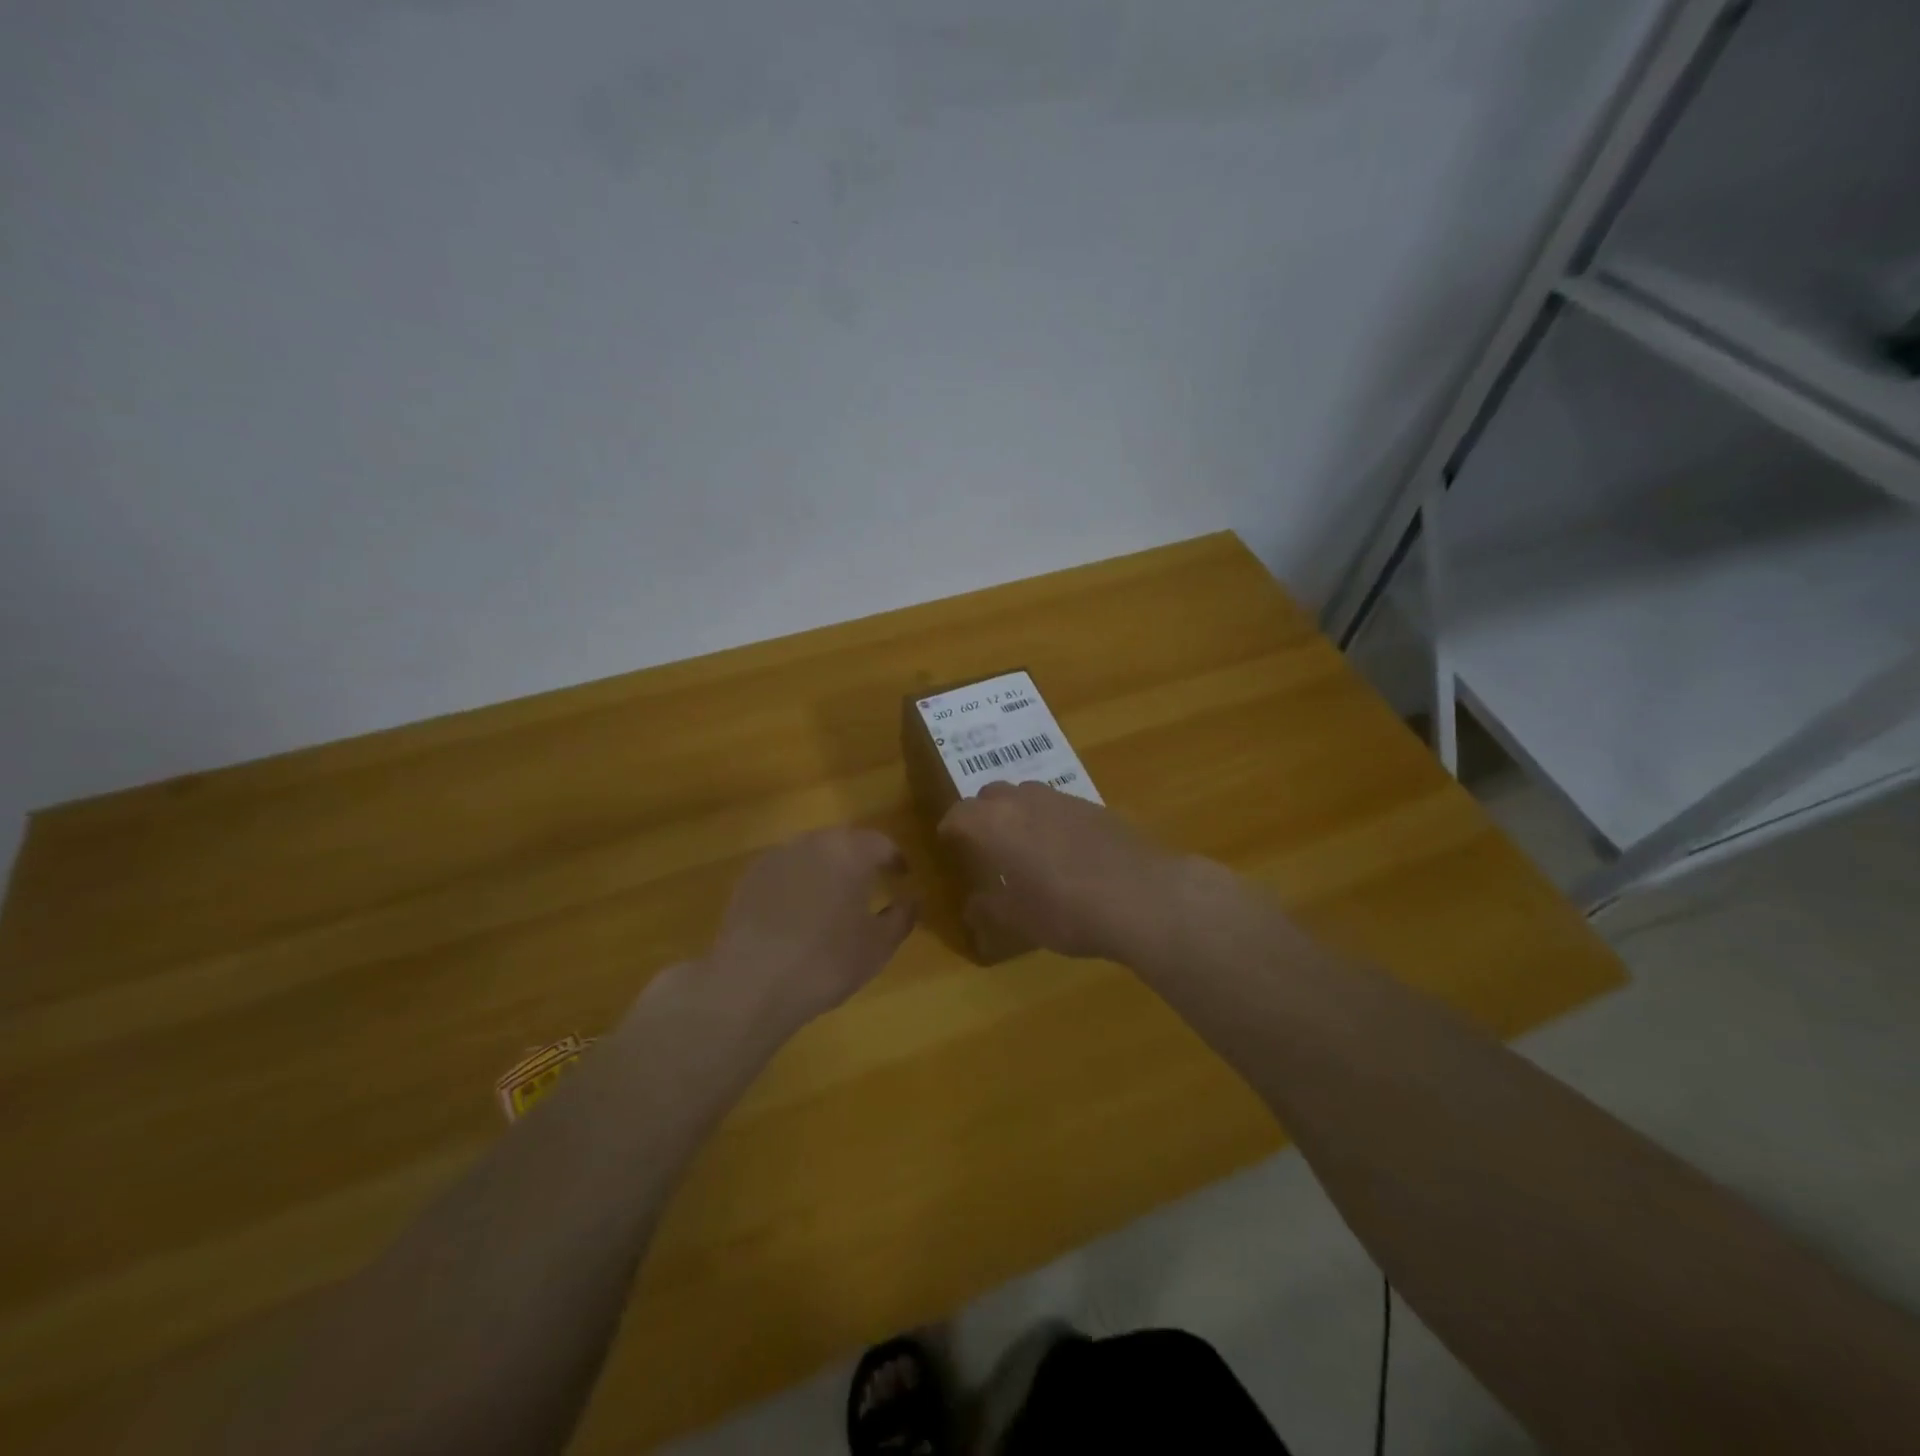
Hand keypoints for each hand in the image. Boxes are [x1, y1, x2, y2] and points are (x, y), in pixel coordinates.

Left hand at [672, 828, 916, 1039]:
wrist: (751, 982)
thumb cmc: (826, 961)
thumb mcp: (878, 946)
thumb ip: (902, 916)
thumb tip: (912, 898)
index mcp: (850, 851)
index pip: (881, 843)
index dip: (895, 859)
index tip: (902, 876)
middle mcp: (813, 842)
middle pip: (843, 842)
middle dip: (859, 859)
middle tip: (869, 884)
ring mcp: (776, 857)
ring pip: (811, 853)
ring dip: (826, 868)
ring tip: (831, 898)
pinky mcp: (749, 877)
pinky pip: (784, 870)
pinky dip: (797, 882)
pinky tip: (796, 912)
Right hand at [937, 781, 1176, 960]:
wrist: (1142, 896)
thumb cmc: (1066, 911)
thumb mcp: (1019, 920)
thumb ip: (990, 909)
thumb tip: (973, 905)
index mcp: (995, 824)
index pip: (960, 813)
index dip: (951, 826)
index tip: (949, 841)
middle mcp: (1025, 801)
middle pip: (992, 794)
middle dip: (982, 812)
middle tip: (984, 841)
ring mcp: (1063, 800)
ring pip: (1027, 793)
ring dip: (1017, 811)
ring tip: (1023, 843)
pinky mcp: (1095, 807)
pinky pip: (1058, 805)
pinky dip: (1049, 819)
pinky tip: (1063, 849)